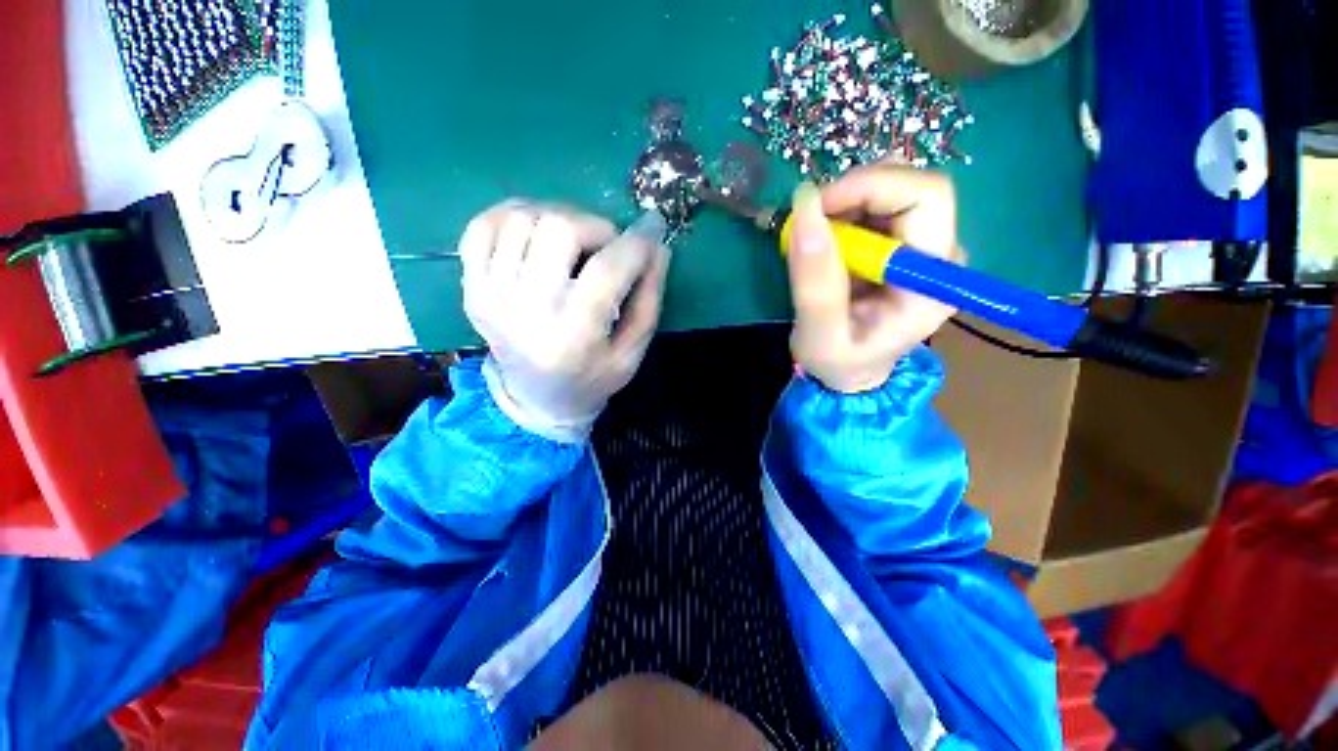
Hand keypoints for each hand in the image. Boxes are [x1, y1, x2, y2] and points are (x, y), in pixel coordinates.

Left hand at [460, 202, 668, 441]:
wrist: (535, 398)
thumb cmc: (592, 378)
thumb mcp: (632, 353)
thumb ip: (649, 300)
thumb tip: (657, 247)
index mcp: (573, 337)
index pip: (606, 270)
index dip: (636, 242)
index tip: (652, 230)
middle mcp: (526, 312)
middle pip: (558, 229)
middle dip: (596, 226)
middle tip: (607, 246)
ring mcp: (491, 296)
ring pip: (522, 218)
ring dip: (559, 218)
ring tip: (575, 243)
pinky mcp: (471, 286)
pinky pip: (483, 225)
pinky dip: (514, 215)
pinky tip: (537, 234)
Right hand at [785, 165, 960, 393]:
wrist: (851, 373)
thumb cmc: (838, 362)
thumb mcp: (819, 335)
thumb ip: (814, 281)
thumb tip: (804, 206)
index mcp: (931, 281)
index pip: (926, 197)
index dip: (870, 187)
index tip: (815, 209)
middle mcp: (941, 256)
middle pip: (915, 186)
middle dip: (855, 191)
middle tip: (810, 219)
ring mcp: (926, 247)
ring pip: (896, 188)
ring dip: (847, 201)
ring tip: (815, 237)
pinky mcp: (907, 245)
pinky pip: (881, 204)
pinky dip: (846, 210)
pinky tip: (827, 240)